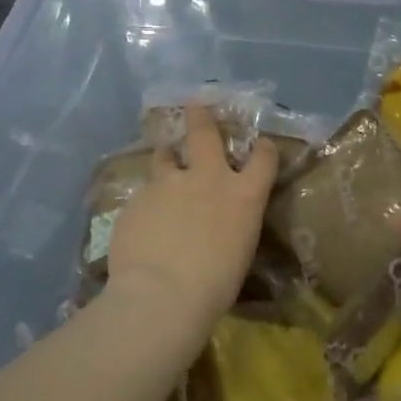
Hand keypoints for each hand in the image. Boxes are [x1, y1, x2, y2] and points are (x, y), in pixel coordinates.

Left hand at [105, 105, 278, 323]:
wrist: (161, 295)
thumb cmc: (214, 286)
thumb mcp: (238, 251)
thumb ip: (231, 224)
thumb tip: (220, 223)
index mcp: (243, 195)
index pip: (264, 158)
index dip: (264, 149)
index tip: (262, 145)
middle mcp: (207, 178)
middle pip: (204, 133)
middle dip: (201, 117)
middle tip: (195, 105)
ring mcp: (168, 184)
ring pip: (164, 156)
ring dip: (167, 155)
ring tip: (164, 157)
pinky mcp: (137, 198)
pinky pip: (144, 192)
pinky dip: (147, 199)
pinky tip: (143, 217)